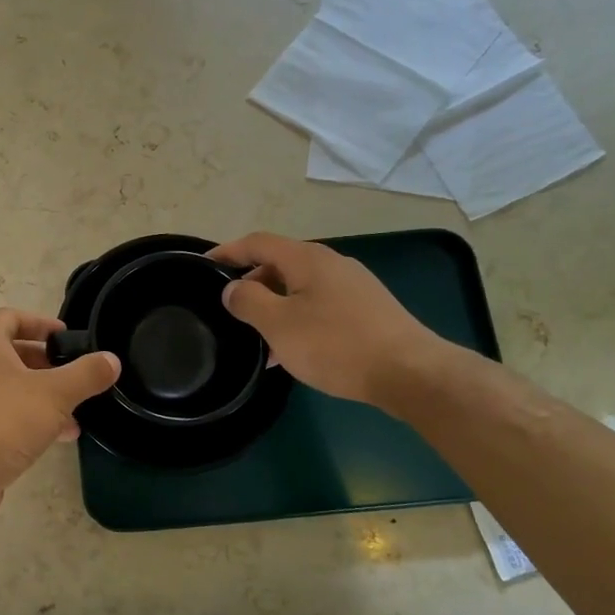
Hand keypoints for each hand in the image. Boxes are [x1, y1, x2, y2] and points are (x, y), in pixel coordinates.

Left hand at [0, 309, 119, 510]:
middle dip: (46, 363)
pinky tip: (60, 437)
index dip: (41, 322)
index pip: (11, 317)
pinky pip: (3, 415)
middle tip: (74, 373)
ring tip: (76, 411)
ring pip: (10, 387)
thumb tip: (112, 359)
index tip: (67, 337)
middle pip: (11, 352)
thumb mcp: (55, 394)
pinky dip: (30, 419)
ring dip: (42, 395)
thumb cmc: (4, 421)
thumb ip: (86, 374)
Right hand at [209, 233, 450, 410]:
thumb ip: (248, 301)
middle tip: (230, 310)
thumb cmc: (336, 344)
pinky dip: (298, 320)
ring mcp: (354, 286)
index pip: (258, 242)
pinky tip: (293, 352)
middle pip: (280, 264)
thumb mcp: (279, 324)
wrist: (410, 372)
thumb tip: (233, 288)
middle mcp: (332, 264)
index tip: (204, 266)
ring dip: (275, 307)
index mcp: (307, 259)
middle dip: (251, 284)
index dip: (228, 251)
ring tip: (257, 339)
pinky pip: (320, 306)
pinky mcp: (368, 311)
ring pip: (300, 289)